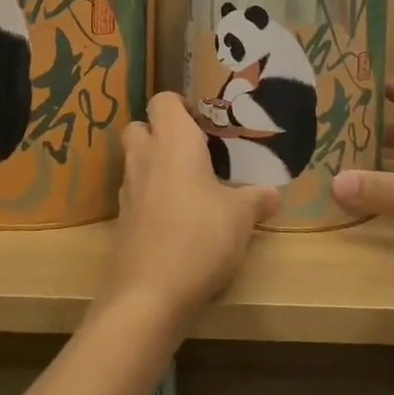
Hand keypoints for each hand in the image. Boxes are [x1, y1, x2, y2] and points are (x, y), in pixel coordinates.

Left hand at [101, 92, 278, 326]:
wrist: (150, 293)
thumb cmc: (201, 236)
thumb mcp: (241, 217)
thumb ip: (256, 199)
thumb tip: (272, 194)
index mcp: (173, 142)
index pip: (163, 101)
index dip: (180, 105)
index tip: (204, 123)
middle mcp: (144, 157)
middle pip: (140, 127)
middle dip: (160, 132)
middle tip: (192, 151)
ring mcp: (127, 190)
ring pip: (134, 161)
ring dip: (154, 166)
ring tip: (188, 187)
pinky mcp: (121, 221)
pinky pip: (135, 196)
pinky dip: (150, 199)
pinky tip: (175, 220)